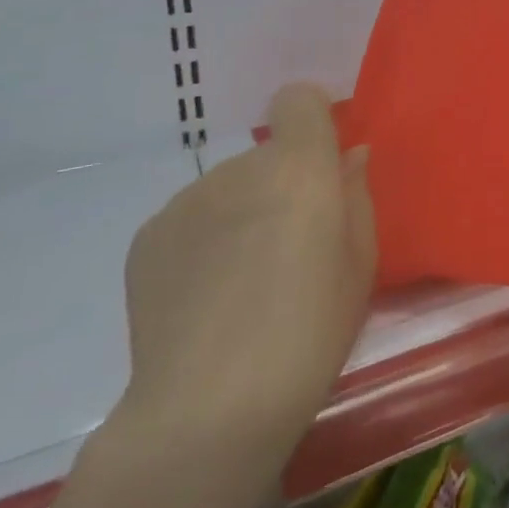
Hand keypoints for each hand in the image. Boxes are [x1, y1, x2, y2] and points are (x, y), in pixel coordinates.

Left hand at [116, 84, 375, 467]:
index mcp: (298, 168)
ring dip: (245, 212)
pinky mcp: (148, 236)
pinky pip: (193, 217)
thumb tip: (347, 158)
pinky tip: (208, 296)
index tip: (324, 163)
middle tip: (293, 246)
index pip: (299, 100)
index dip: (314, 121)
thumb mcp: (361, 263)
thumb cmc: (311, 331)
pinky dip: (207, 240)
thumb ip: (355, 196)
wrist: (209, 407)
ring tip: (245, 280)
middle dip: (285, 183)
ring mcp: (185, 201)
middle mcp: (237, 169)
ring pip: (230, 187)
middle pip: (268, 154)